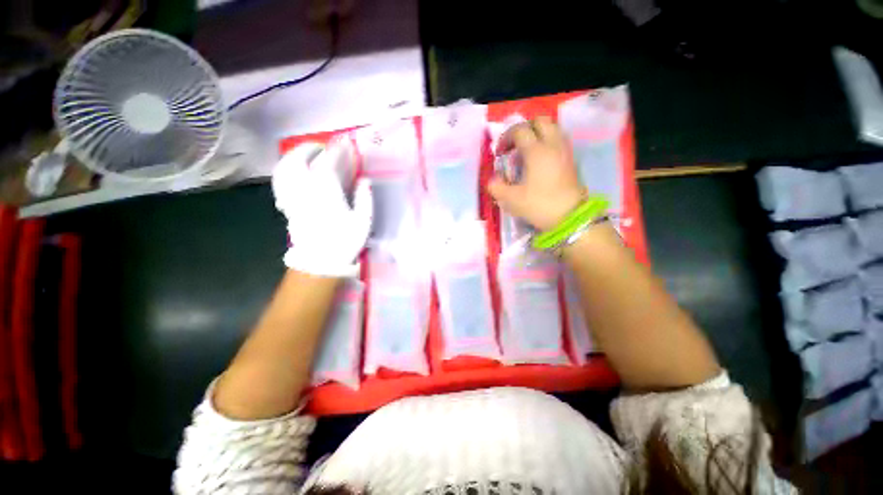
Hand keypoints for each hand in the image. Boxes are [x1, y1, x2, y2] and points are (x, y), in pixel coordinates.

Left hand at [272, 140, 372, 277]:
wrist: (320, 261)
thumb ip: (365, 198)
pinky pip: (280, 180)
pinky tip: (292, 170)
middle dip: (312, 148)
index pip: (329, 161)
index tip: (345, 143)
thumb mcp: (363, 221)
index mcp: (326, 191)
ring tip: (306, 153)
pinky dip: (284, 170)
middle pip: (300, 158)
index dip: (337, 150)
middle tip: (324, 147)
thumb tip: (364, 180)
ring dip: (295, 155)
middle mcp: (305, 188)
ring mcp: (292, 195)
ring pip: (286, 166)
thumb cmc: (345, 241)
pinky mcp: (287, 204)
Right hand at [487, 116, 586, 231]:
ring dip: (538, 134)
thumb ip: (497, 186)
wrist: (570, 217)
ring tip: (527, 152)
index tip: (500, 153)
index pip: (520, 131)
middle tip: (515, 146)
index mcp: (536, 151)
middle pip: (540, 122)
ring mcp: (565, 151)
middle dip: (524, 129)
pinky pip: (559, 140)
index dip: (506, 138)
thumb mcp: (511, 199)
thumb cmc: (539, 205)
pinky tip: (540, 160)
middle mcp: (553, 145)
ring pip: (552, 129)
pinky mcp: (571, 160)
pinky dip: (547, 143)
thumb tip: (493, 179)